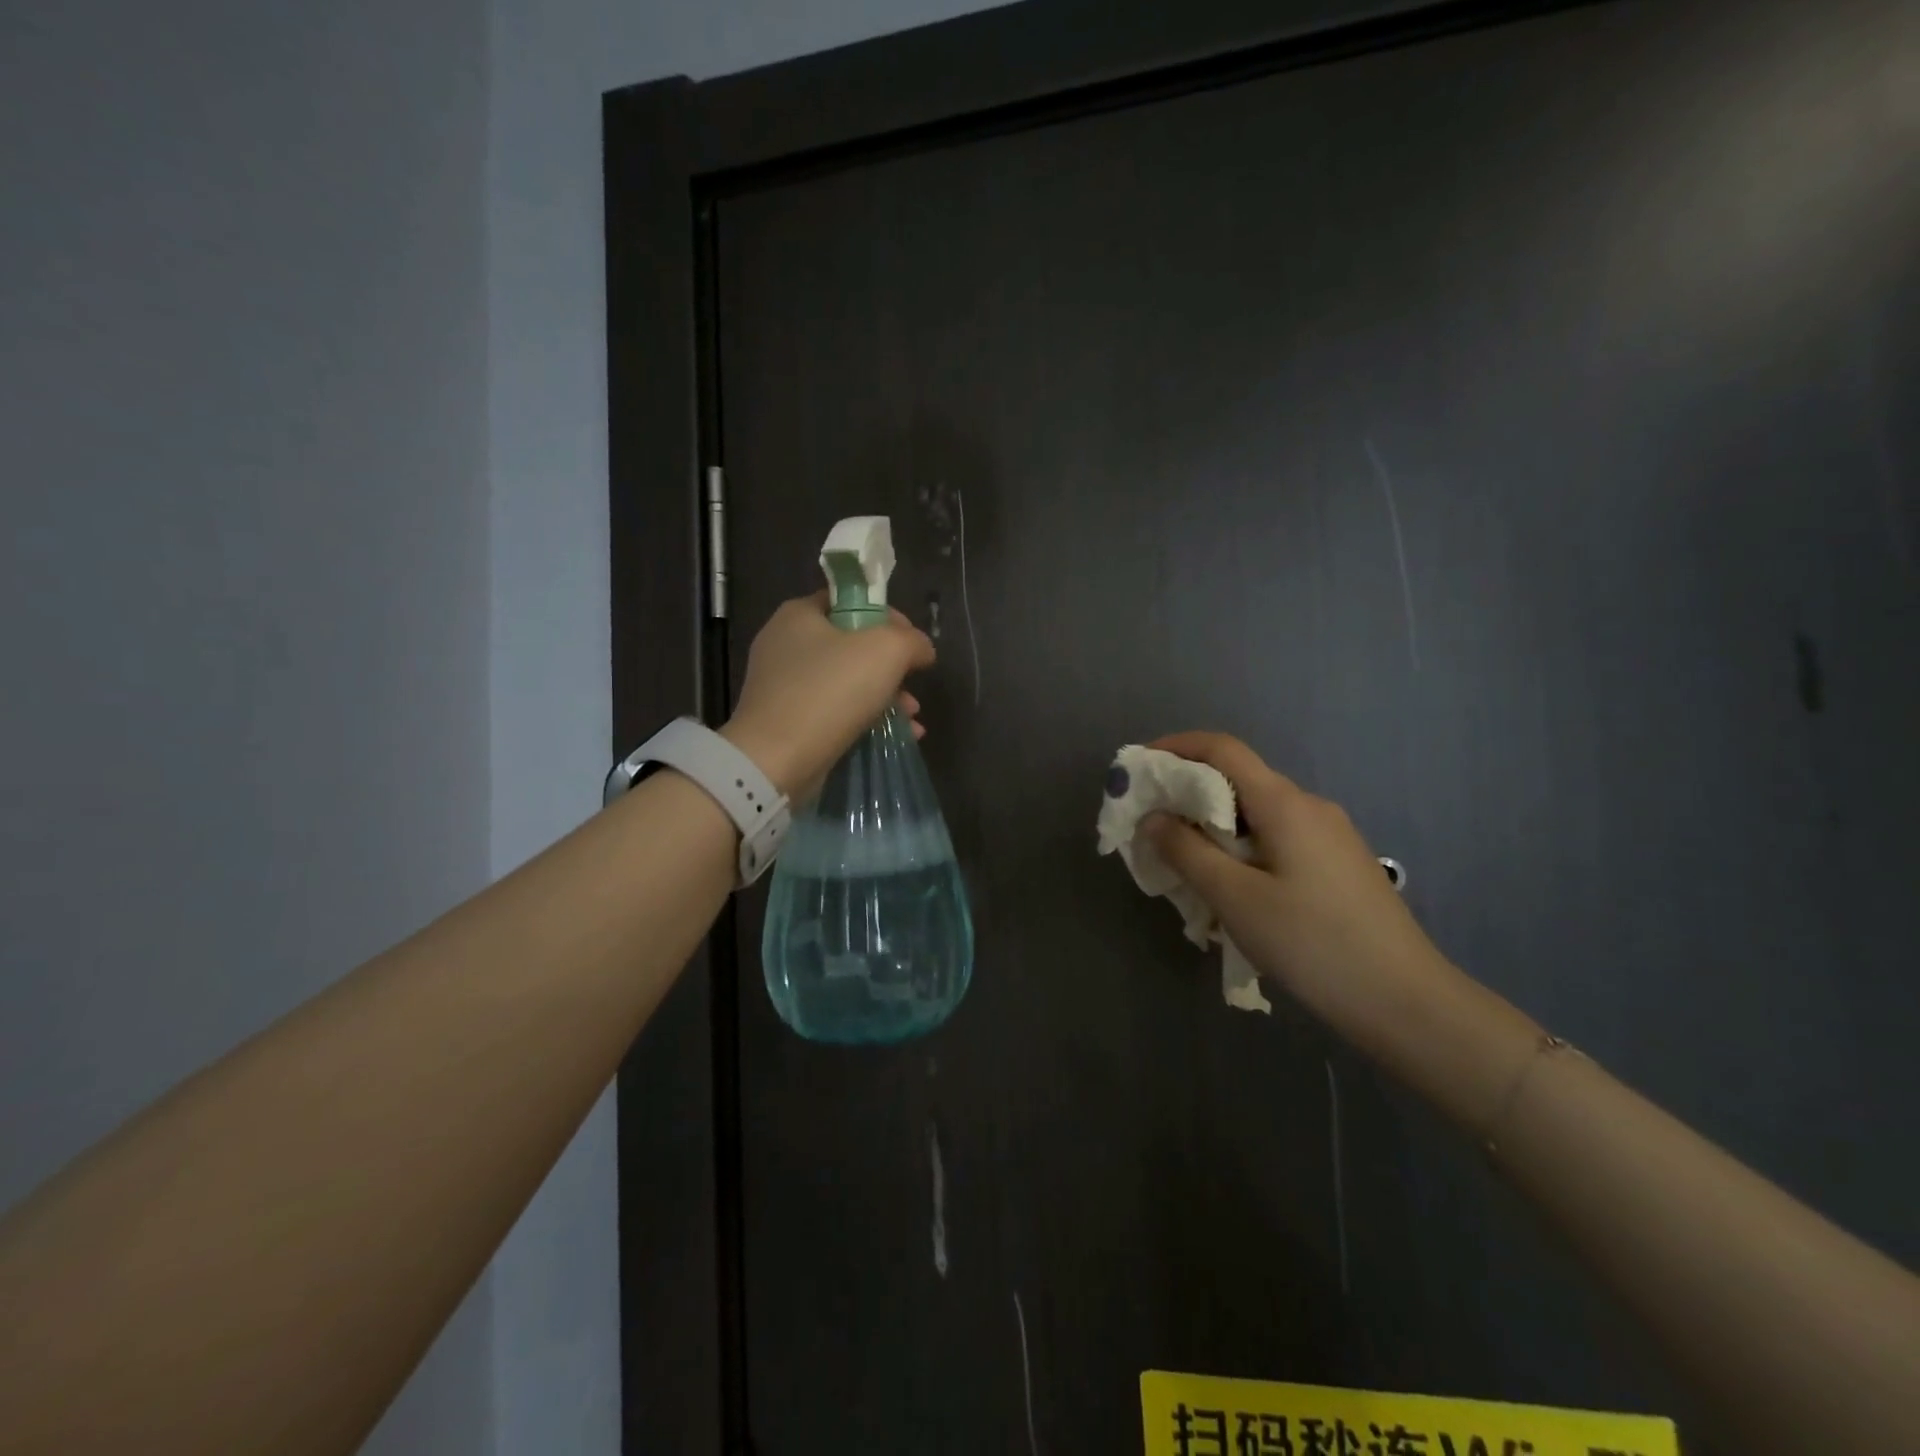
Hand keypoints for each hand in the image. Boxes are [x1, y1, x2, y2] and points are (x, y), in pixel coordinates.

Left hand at [722, 593, 934, 798]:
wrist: (777, 760)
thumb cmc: (830, 692)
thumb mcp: (885, 651)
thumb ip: (911, 641)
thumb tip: (922, 648)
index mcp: (799, 614)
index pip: (849, 601)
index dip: (887, 615)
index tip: (911, 641)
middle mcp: (785, 644)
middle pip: (852, 645)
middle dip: (891, 667)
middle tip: (913, 684)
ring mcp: (783, 686)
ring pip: (847, 682)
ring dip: (885, 697)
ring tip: (912, 718)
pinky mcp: (787, 722)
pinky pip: (835, 712)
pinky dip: (865, 720)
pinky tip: (897, 736)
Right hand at [1141, 732, 1451, 1035]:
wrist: (1405, 1001)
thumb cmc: (1311, 943)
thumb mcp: (1235, 898)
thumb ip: (1187, 851)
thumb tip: (1154, 818)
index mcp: (1284, 803)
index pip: (1222, 749)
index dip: (1176, 748)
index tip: (1140, 768)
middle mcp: (1309, 806)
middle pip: (1238, 780)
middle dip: (1189, 795)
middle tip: (1153, 830)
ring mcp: (1331, 835)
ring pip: (1257, 814)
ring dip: (1215, 828)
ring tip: (1187, 868)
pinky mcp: (1339, 864)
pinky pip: (1278, 839)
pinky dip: (1243, 848)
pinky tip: (1234, 891)